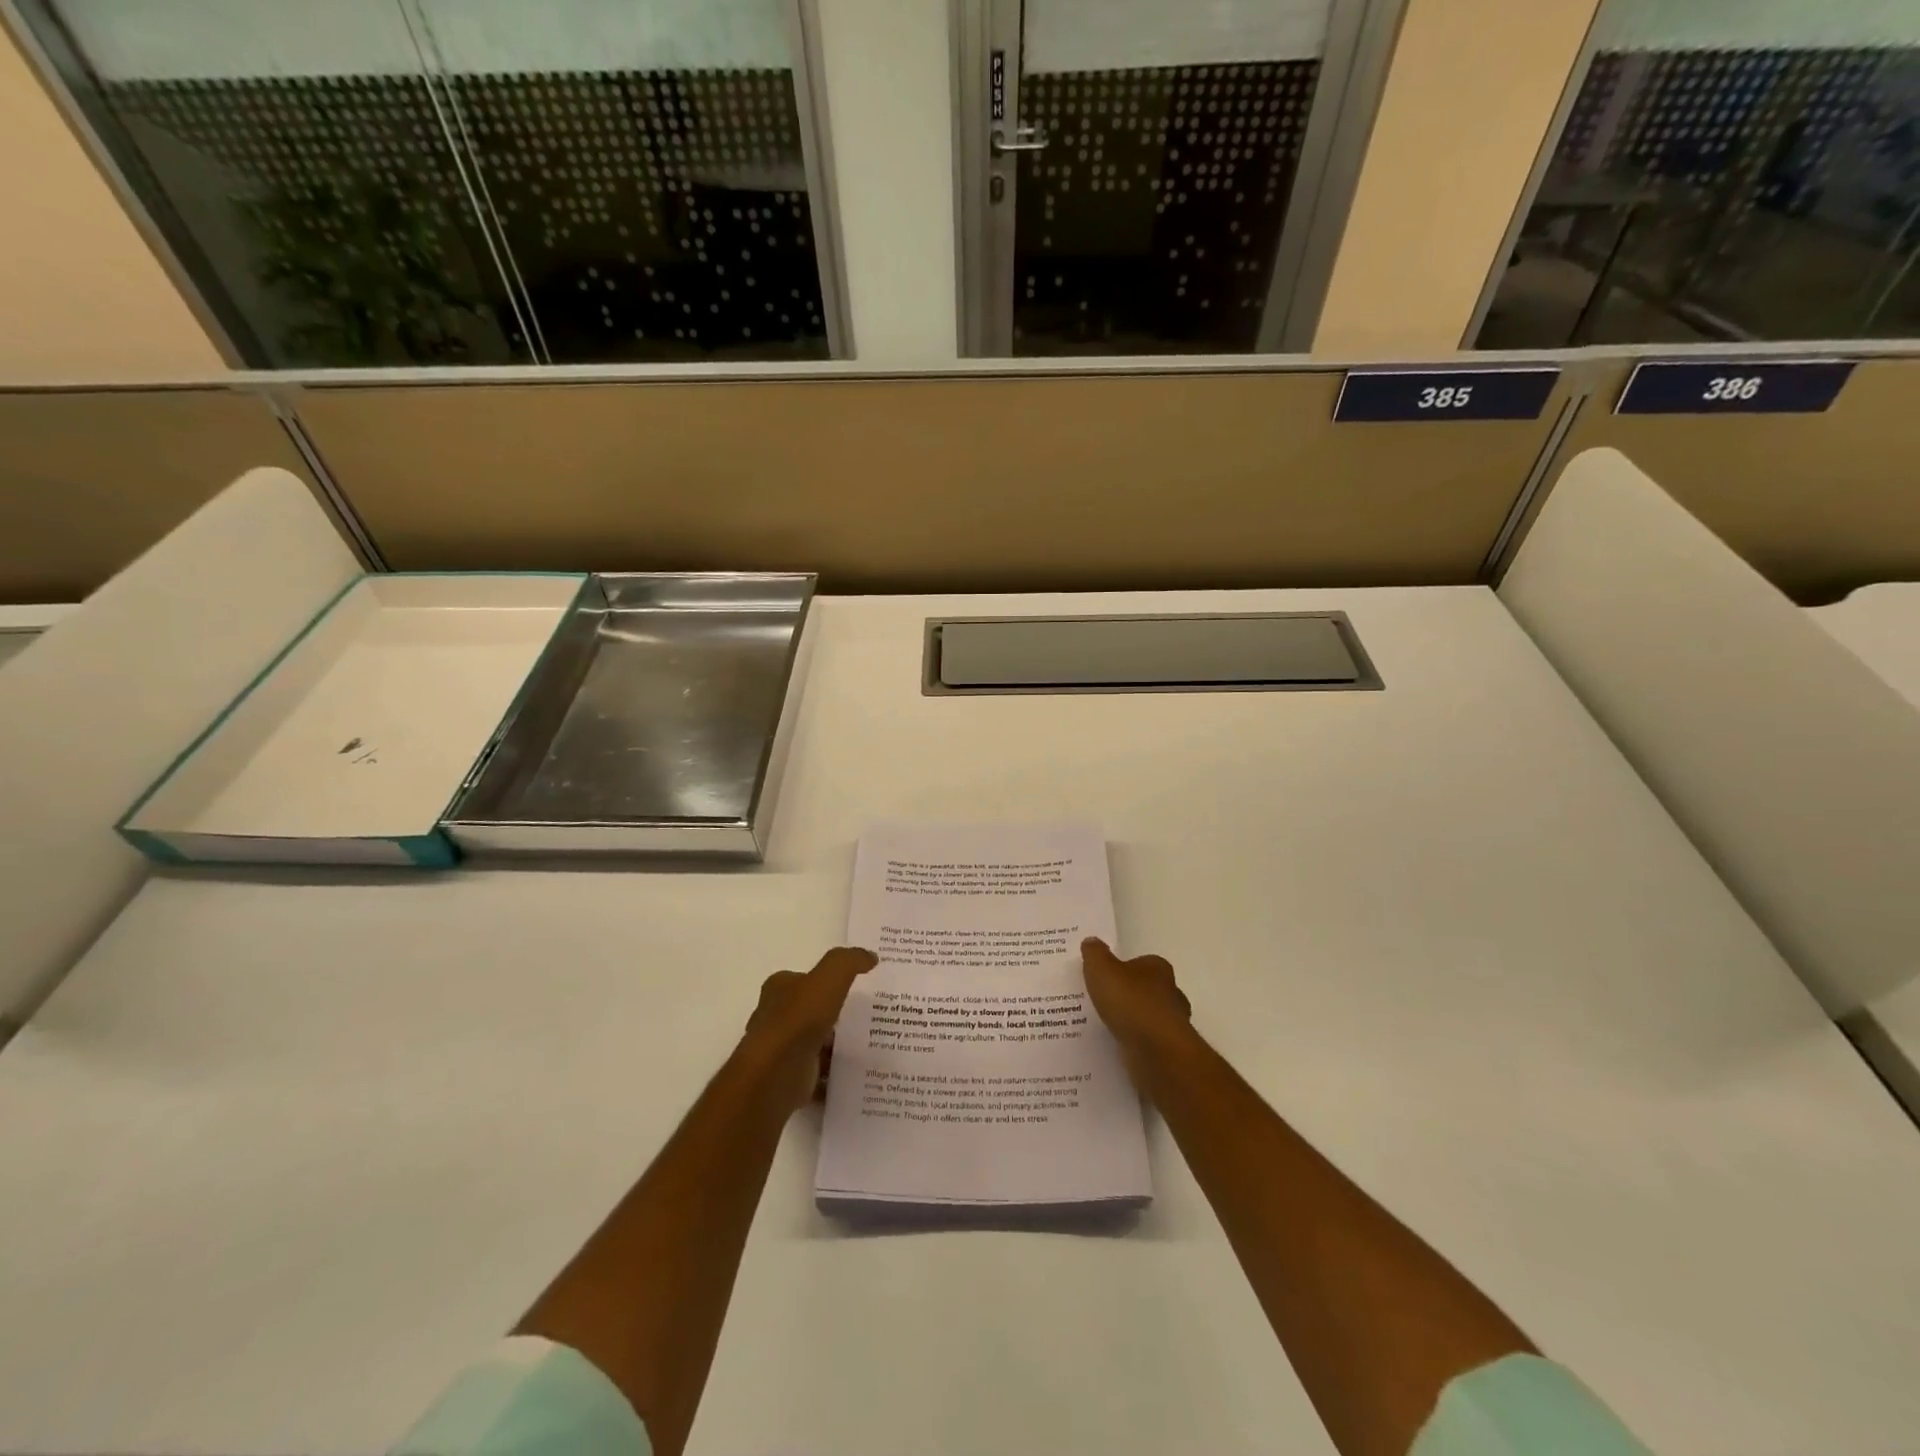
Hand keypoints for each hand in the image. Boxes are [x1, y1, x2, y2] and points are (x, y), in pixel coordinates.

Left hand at [741, 947, 877, 1110]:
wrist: (777, 1073)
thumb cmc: (799, 1018)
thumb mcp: (830, 977)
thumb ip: (850, 962)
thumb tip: (870, 956)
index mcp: (779, 989)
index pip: (802, 980)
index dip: (825, 982)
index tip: (852, 987)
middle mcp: (775, 1017)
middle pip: (809, 1012)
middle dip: (832, 1015)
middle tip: (865, 1016)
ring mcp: (780, 1051)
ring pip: (814, 1044)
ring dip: (835, 1047)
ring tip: (867, 1045)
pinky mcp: (789, 1079)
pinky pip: (818, 1074)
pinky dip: (834, 1076)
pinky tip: (856, 1073)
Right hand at [1081, 937, 1191, 1075]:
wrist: (1156, 1051)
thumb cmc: (1131, 1002)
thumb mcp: (1102, 970)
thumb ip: (1095, 954)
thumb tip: (1091, 941)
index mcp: (1158, 969)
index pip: (1142, 963)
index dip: (1124, 968)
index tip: (1106, 977)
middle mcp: (1171, 993)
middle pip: (1148, 990)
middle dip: (1129, 995)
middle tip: (1103, 1001)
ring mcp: (1172, 1024)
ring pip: (1148, 1018)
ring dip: (1132, 1021)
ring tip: (1105, 1026)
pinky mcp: (1168, 1050)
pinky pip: (1146, 1042)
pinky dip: (1134, 1043)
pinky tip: (1115, 1046)